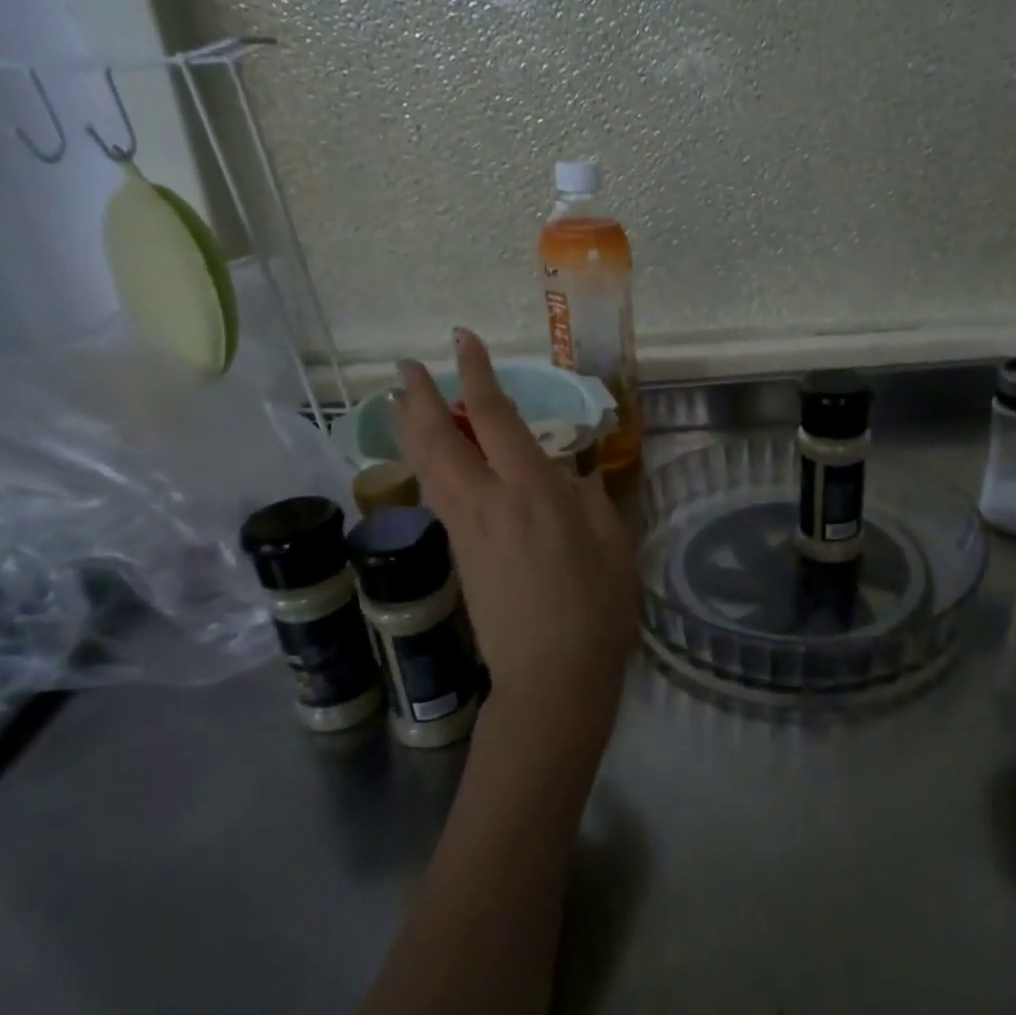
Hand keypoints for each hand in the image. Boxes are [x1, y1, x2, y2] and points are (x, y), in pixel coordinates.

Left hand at [390, 329, 637, 771]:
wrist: (552, 674)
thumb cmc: (597, 606)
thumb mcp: (612, 541)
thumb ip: (588, 498)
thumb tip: (567, 476)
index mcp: (531, 489)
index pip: (492, 416)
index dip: (476, 373)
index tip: (463, 340)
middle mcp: (486, 501)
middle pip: (436, 438)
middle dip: (417, 397)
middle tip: (407, 367)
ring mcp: (464, 530)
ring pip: (425, 467)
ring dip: (410, 429)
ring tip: (403, 403)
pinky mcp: (458, 556)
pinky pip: (434, 496)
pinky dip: (424, 466)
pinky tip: (430, 462)